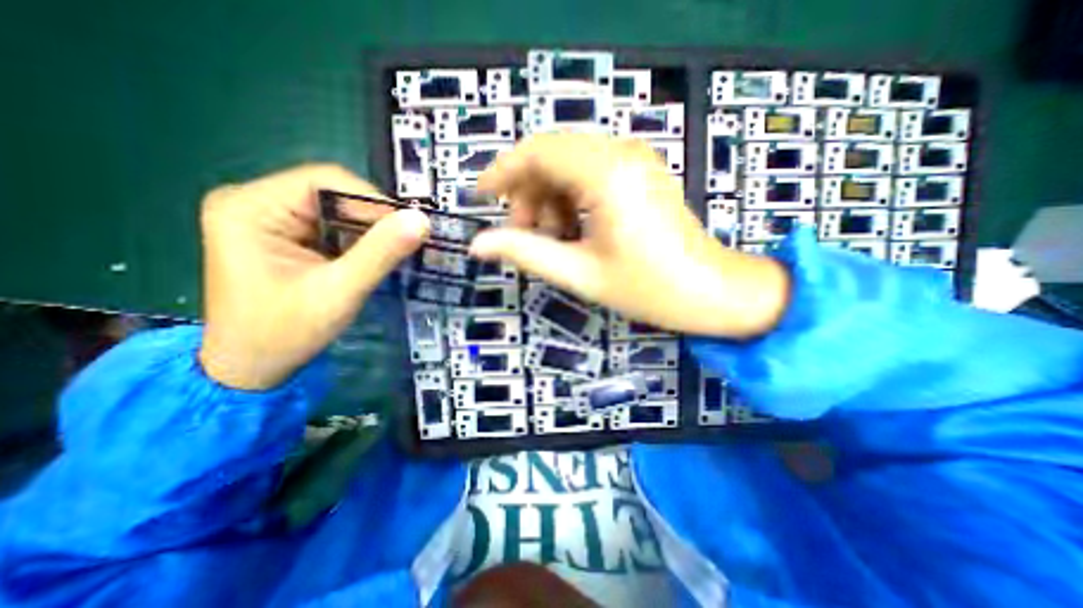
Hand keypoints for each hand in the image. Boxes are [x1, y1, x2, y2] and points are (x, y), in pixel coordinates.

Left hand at [197, 163, 426, 390]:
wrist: (251, 369)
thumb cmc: (286, 333)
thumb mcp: (339, 292)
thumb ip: (380, 253)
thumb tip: (422, 220)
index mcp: (251, 207)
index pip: (325, 181)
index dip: (373, 200)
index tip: (408, 227)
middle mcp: (255, 202)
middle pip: (332, 194)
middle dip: (373, 219)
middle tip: (406, 243)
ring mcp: (268, 219)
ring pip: (336, 210)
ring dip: (369, 231)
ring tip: (394, 253)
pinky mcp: (284, 236)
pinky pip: (332, 227)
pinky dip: (359, 241)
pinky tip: (373, 258)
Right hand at [470, 134, 793, 338]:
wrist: (709, 292)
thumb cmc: (647, 288)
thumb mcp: (579, 273)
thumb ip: (525, 253)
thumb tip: (478, 245)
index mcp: (606, 174)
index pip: (537, 152)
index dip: (502, 171)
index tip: (480, 196)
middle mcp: (621, 153)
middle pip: (551, 153)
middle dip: (526, 189)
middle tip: (521, 230)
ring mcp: (635, 158)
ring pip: (569, 161)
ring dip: (548, 193)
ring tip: (550, 234)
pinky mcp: (640, 171)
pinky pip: (590, 170)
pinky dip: (570, 194)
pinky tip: (573, 226)